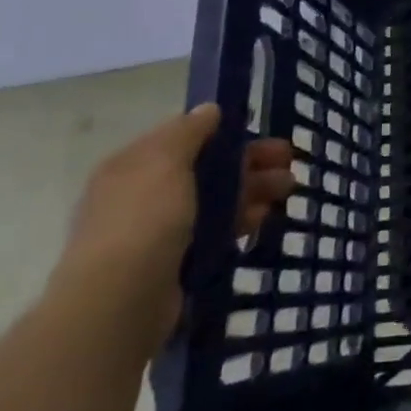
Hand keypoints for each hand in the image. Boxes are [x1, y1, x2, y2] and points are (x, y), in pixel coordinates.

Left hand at [51, 105, 291, 343]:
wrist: (121, 301)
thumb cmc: (143, 220)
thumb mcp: (165, 161)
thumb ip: (189, 131)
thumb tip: (209, 109)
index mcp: (133, 166)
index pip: (183, 138)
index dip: (223, 132)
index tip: (260, 130)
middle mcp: (143, 195)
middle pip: (206, 169)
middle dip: (249, 162)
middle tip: (289, 162)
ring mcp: (159, 231)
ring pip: (216, 201)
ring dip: (253, 190)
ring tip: (289, 190)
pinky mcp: (177, 261)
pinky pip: (216, 232)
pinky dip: (240, 221)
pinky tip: (263, 220)